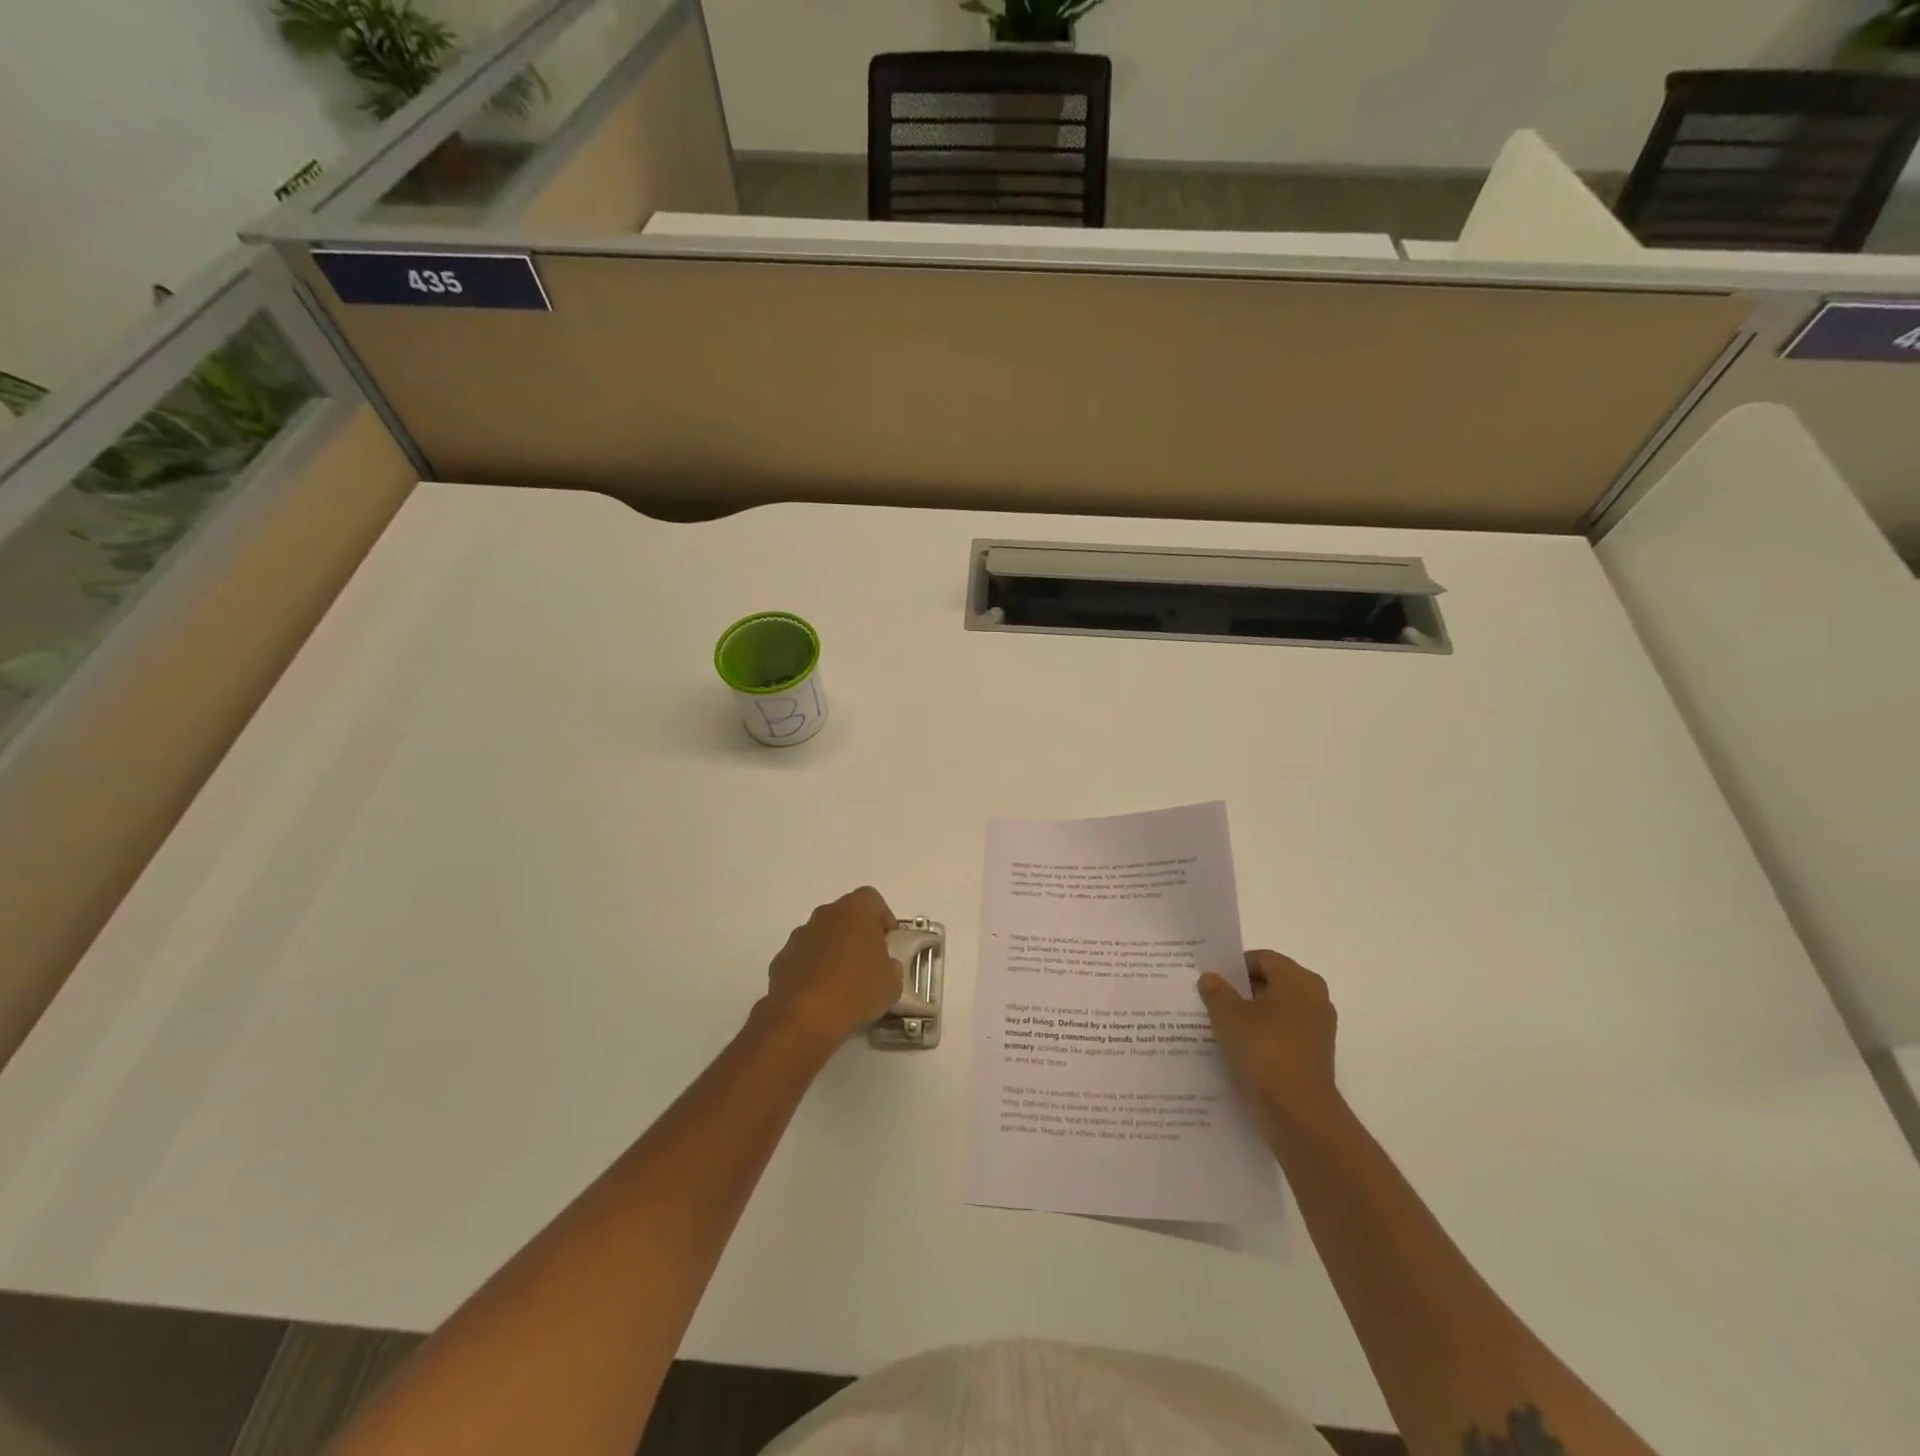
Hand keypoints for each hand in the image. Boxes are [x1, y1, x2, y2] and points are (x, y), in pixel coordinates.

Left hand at [762, 886, 903, 1049]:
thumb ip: (892, 968)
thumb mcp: (891, 984)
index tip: (889, 943)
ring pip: (822, 936)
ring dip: (833, 952)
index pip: (872, 899)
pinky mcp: (780, 960)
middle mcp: (824, 915)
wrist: (803, 1017)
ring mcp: (799, 936)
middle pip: (845, 916)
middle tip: (869, 963)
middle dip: (857, 934)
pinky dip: (812, 970)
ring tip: (844, 984)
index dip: (883, 918)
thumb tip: (885, 967)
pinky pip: (803, 958)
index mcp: (855, 911)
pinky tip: (820, 996)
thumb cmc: (856, 990)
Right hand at [1199, 950, 1341, 1134]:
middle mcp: (1314, 999)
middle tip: (1210, 999)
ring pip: (1276, 1011)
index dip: (1234, 966)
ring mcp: (1317, 1029)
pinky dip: (1262, 1036)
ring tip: (1218, 1025)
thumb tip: (1210, 977)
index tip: (1210, 979)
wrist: (1298, 1111)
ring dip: (1250, 1015)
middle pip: (1271, 983)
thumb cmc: (1264, 1050)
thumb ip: (1216, 991)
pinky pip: (1282, 1034)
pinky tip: (1236, 1048)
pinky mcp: (1313, 1055)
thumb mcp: (1228, 1015)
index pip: (1262, 959)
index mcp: (1299, 980)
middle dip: (1240, 990)